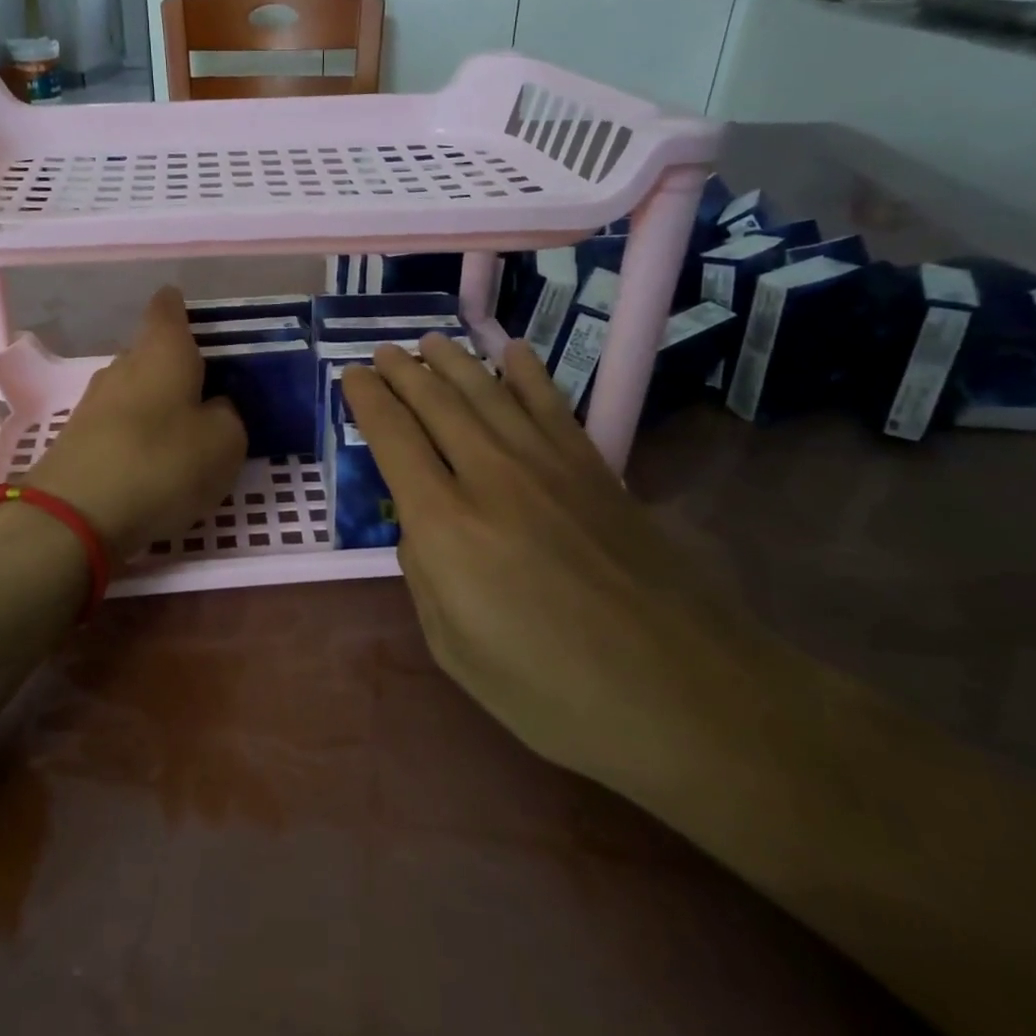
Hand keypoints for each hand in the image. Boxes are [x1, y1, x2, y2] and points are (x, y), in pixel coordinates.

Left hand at [26, 287, 245, 558]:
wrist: (74, 516)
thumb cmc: (162, 463)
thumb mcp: (224, 443)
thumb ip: (227, 416)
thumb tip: (214, 408)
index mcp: (162, 351)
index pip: (168, 308)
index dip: (181, 308)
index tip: (198, 321)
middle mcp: (123, 366)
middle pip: (151, 352)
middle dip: (177, 367)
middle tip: (209, 392)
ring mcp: (94, 402)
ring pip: (134, 390)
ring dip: (157, 405)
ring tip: (185, 433)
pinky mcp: (77, 439)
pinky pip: (118, 425)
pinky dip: (138, 436)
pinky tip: (154, 464)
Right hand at [341, 336, 753, 787]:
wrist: (682, 693)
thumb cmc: (553, 690)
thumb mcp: (455, 650)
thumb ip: (424, 576)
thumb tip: (421, 526)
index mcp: (446, 526)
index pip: (393, 439)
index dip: (368, 401)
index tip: (352, 377)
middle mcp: (491, 477)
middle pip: (437, 403)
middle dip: (404, 371)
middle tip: (384, 351)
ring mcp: (549, 466)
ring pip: (489, 392)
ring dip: (454, 361)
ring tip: (431, 342)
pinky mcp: (595, 469)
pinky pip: (551, 404)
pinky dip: (527, 373)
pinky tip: (512, 352)